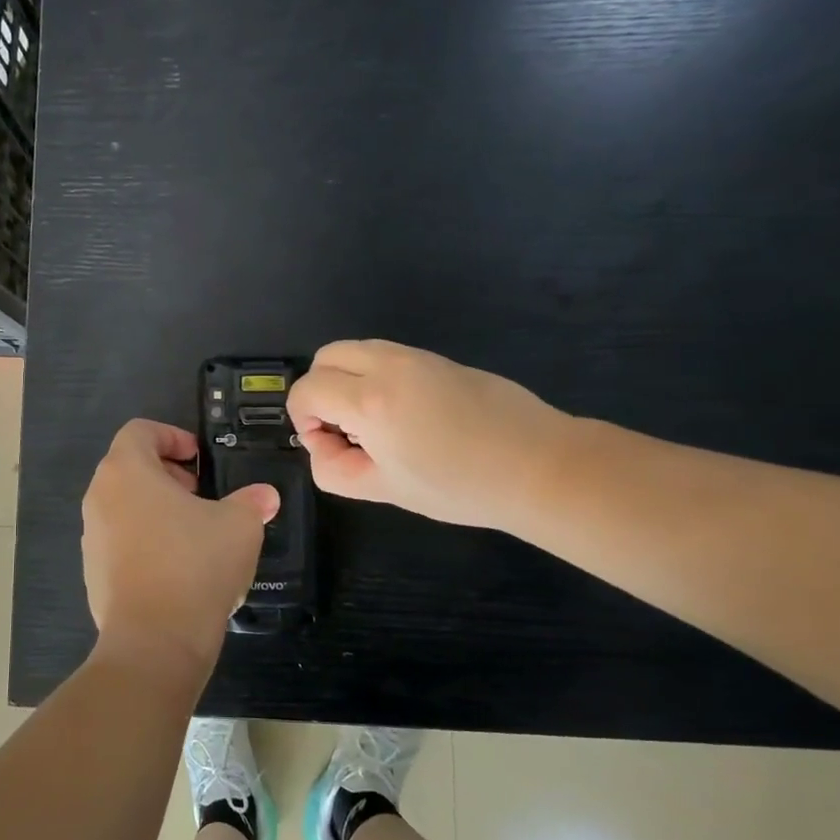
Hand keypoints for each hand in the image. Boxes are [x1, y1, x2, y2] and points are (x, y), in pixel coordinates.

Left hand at [82, 419, 279, 681]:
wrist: (154, 642)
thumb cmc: (194, 565)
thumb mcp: (239, 525)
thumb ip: (251, 502)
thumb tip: (264, 497)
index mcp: (126, 471)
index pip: (140, 431)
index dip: (172, 436)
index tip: (200, 460)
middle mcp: (99, 497)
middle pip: (129, 468)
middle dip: (167, 475)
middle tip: (201, 494)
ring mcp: (91, 537)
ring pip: (124, 506)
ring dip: (157, 509)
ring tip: (195, 533)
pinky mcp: (93, 573)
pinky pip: (120, 542)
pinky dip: (146, 542)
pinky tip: (178, 569)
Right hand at [286, 340, 574, 530]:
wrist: (537, 466)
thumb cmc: (458, 486)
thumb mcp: (384, 490)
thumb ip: (334, 469)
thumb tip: (322, 445)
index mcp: (370, 401)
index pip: (307, 389)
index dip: (302, 419)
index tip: (327, 445)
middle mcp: (388, 366)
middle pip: (326, 356)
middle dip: (319, 389)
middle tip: (342, 429)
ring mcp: (417, 357)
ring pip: (357, 349)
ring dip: (347, 379)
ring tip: (372, 422)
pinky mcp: (440, 358)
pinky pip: (388, 355)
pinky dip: (374, 376)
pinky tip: (403, 414)